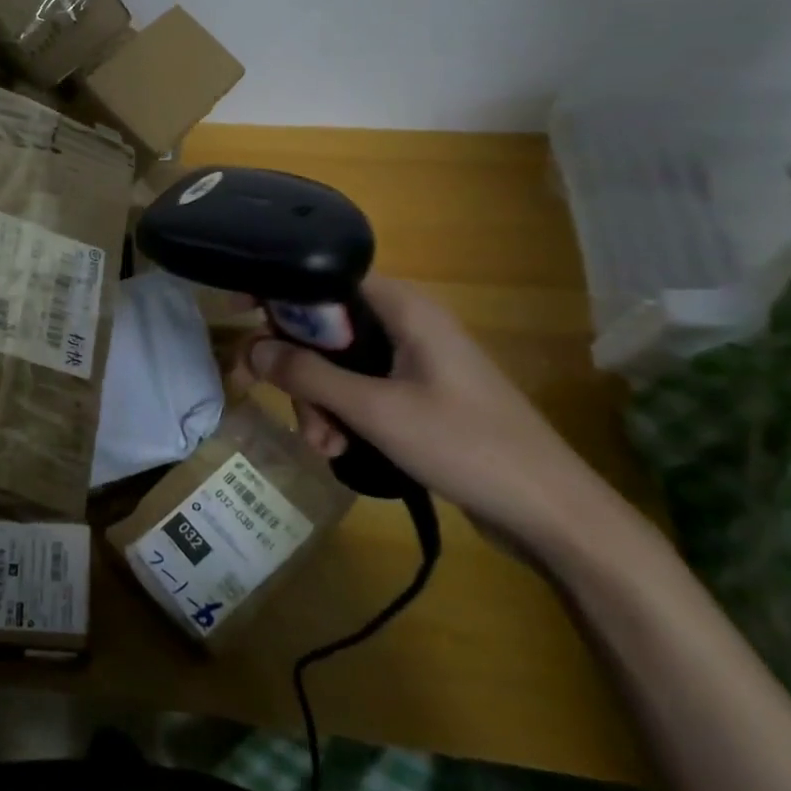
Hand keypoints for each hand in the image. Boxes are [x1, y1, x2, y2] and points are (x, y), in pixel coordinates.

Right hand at [239, 274, 627, 562]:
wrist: (551, 513)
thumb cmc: (465, 445)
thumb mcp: (374, 411)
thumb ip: (308, 375)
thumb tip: (251, 347)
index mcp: (403, 308)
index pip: (325, 277)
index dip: (278, 290)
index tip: (239, 314)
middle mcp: (406, 323)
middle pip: (325, 325)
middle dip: (297, 367)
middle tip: (274, 400)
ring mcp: (413, 360)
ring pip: (338, 363)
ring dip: (318, 401)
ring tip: (322, 445)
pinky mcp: (418, 394)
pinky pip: (360, 390)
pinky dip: (342, 415)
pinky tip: (339, 451)